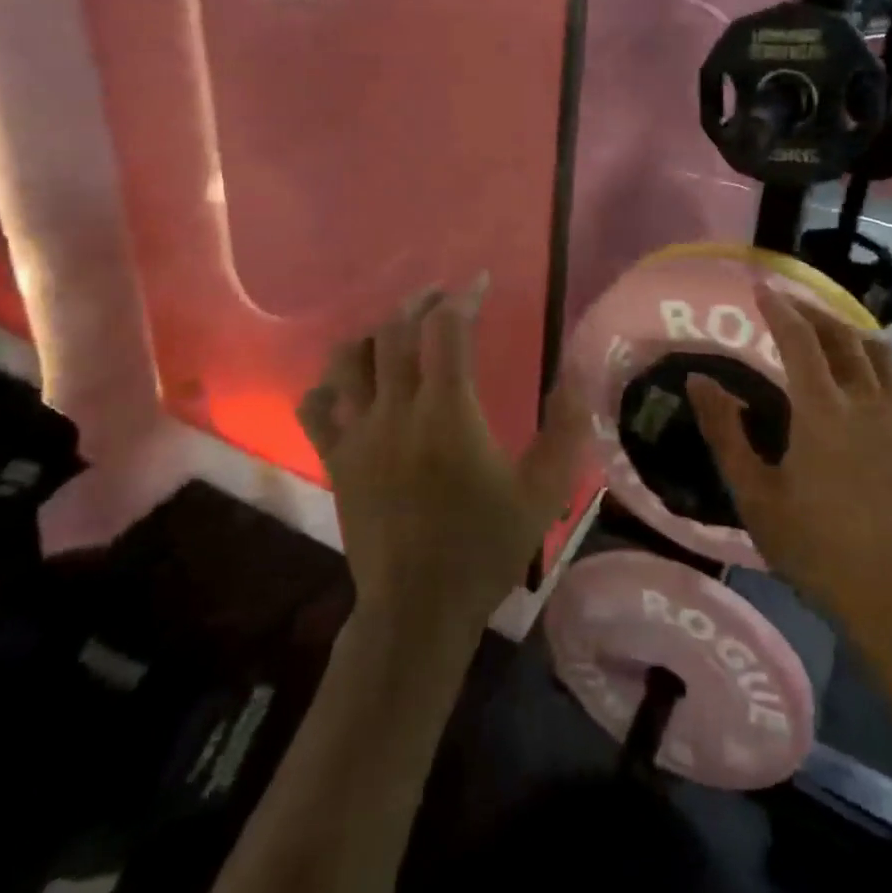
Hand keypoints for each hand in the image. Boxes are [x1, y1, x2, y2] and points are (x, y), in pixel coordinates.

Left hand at [297, 280, 584, 636]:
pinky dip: (330, 383)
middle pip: (397, 332)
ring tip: (400, 329)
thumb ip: (565, 431)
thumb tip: (574, 377)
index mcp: (447, 413)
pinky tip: (349, 383)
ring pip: (352, 358)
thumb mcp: (543, 493)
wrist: (417, 610)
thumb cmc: (485, 549)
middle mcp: (396, 411)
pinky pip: (317, 406)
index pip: (447, 331)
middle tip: (443, 297)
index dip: (464, 297)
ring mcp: (358, 435)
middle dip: (421, 303)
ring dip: (377, 332)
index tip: (481, 283)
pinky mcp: (336, 460)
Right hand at [686, 283, 891, 629]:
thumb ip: (724, 432)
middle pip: (842, 337)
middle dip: (812, 312)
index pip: (799, 339)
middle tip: (788, 304)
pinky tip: (865, 375)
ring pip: (879, 353)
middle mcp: (866, 401)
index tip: (759, 287)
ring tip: (826, 329)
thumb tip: (698, 380)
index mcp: (823, 410)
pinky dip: (876, 361)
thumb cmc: (813, 547)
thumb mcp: (755, 493)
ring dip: (848, 331)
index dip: (778, 308)